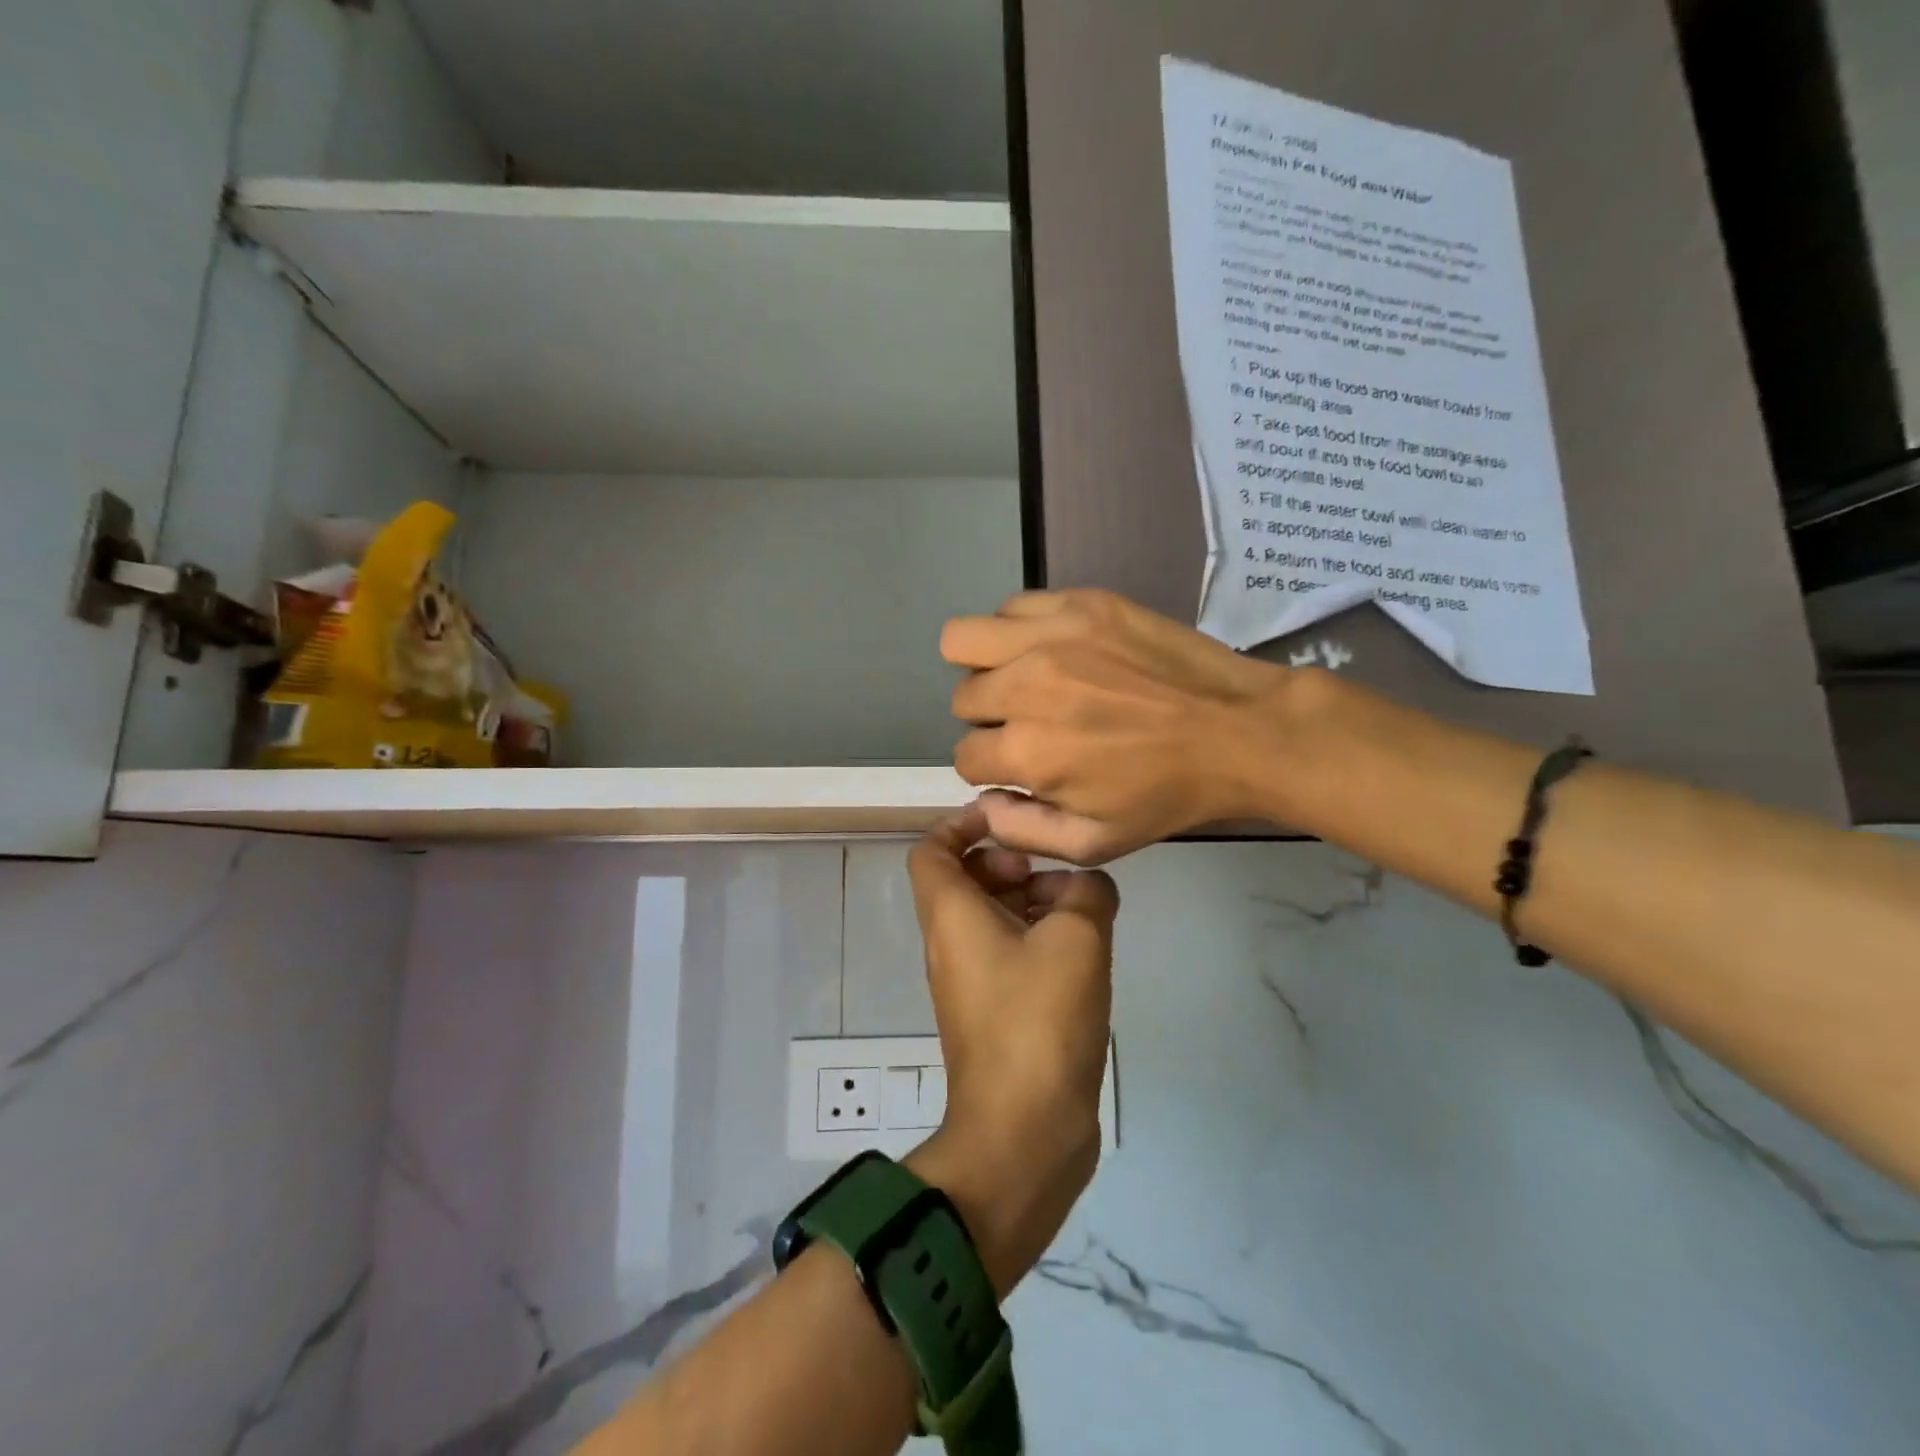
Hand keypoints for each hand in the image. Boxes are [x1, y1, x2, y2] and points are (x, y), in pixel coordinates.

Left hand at [903, 806, 1118, 1295]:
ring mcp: (971, 982)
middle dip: (1007, 862)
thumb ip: (1087, 892)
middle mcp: (950, 944)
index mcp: (951, 916)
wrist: (1024, 1132)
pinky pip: (1008, 955)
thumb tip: (1087, 885)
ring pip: (990, 918)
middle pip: (963, 880)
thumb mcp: (1077, 938)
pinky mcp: (996, 1013)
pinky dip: (1038, 938)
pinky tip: (1085, 949)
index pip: (932, 849)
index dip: (963, 824)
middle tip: (1051, 870)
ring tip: (1082, 906)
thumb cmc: (1039, 1020)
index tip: (1010, 819)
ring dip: (1030, 901)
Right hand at [942, 589, 1301, 863]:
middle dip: (987, 719)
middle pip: (962, 697)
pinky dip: (1017, 630)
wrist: (1240, 731)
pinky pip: (1012, 606)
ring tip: (1025, 678)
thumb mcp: (1095, 843)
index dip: (991, 767)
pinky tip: (1051, 648)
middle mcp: (1027, 687)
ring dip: (986, 666)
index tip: (1023, 764)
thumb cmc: (1167, 794)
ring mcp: (1053, 636)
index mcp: (1029, 752)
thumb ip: (1021, 831)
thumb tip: (981, 802)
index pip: (964, 756)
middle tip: (1029, 721)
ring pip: (965, 639)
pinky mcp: (1080, 603)